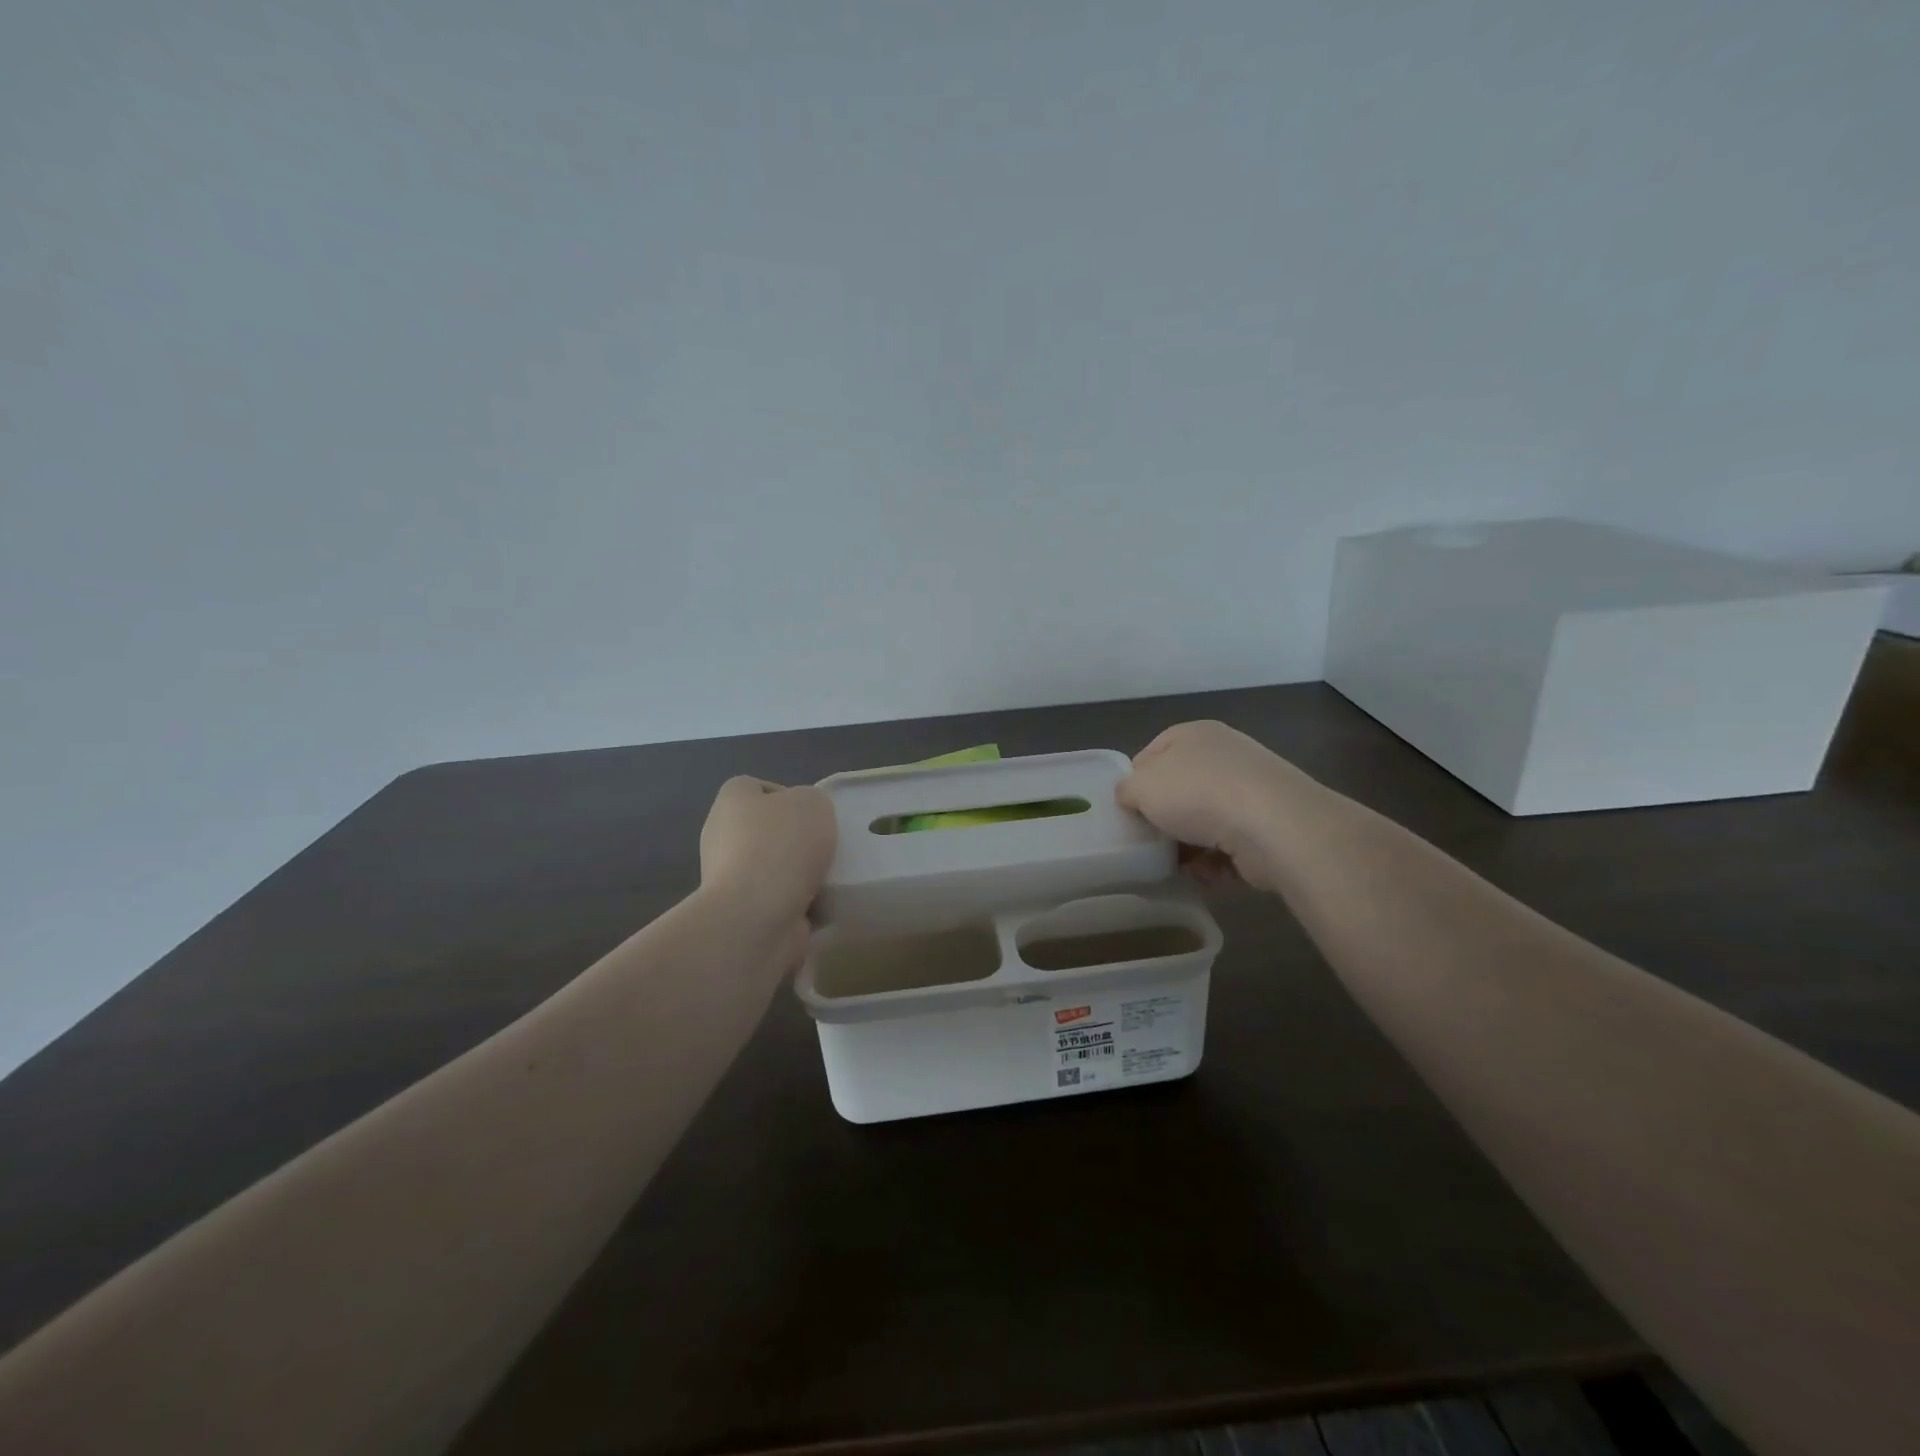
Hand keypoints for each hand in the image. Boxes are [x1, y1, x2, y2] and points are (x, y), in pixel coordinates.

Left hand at [699, 777, 837, 930]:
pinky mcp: (738, 912)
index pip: (754, 788)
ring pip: (771, 868)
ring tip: (827, 879)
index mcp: (732, 800)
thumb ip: (812, 802)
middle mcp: (720, 835)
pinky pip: (774, 901)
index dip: (785, 795)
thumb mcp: (814, 802)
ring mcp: (725, 877)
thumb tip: (804, 822)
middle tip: (824, 847)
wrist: (756, 914)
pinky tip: (818, 905)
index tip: (812, 814)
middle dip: (794, 840)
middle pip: (764, 830)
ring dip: (797, 874)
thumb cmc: (782, 845)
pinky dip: (796, 904)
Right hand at [1116, 720, 1319, 893]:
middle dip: (1165, 819)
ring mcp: (1252, 790)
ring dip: (1190, 847)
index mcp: (1194, 734)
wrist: (1273, 825)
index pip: (1153, 753)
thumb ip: (1126, 790)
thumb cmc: (1197, 793)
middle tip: (1149, 841)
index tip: (1126, 810)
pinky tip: (1207, 875)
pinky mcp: (1270, 825)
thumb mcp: (1141, 786)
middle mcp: (1225, 755)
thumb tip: (1130, 797)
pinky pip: (1232, 845)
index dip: (1136, 782)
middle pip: (1181, 789)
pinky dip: (1217, 863)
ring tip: (1177, 866)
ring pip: (1206, 821)